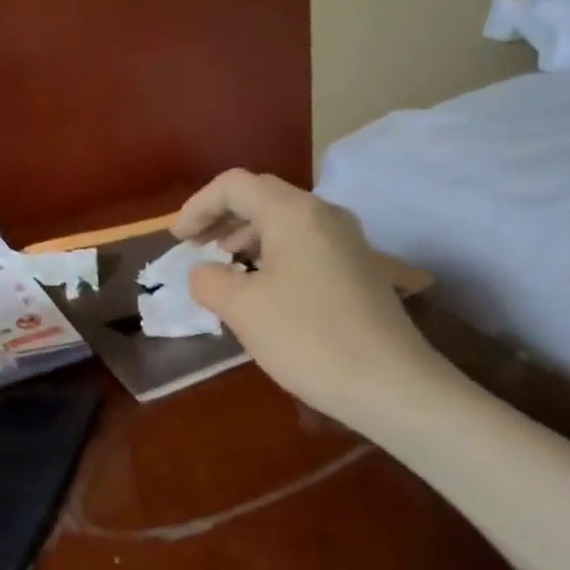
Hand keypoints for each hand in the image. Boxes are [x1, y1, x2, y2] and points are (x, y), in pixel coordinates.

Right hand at [172, 170, 451, 430]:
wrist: (391, 384)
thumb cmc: (308, 338)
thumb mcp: (242, 309)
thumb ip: (210, 281)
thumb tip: (205, 273)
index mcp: (293, 213)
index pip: (234, 185)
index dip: (198, 206)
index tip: (178, 240)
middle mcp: (324, 214)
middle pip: (262, 196)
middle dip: (221, 217)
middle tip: (195, 246)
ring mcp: (347, 240)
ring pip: (285, 220)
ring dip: (247, 235)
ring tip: (224, 265)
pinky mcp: (358, 267)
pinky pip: (305, 244)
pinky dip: (272, 253)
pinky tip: (262, 286)